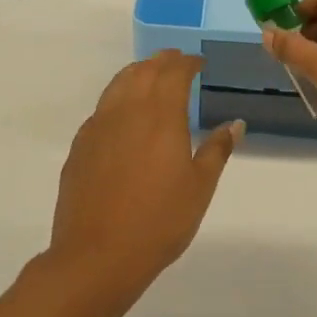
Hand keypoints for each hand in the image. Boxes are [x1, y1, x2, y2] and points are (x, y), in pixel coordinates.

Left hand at [45, 50, 243, 299]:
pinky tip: (123, 115)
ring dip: (137, 73)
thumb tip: (235, 124)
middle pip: (144, 71)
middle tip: (177, 62)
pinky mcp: (80, 145)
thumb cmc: (159, 221)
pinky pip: (101, 108)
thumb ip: (217, 150)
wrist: (97, 255)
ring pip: (118, 84)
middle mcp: (127, 110)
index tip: (198, 62)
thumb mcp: (199, 187)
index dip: (188, 62)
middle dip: (162, 61)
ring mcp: (98, 126)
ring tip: (150, 76)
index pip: (174, 72)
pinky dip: (117, 98)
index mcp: (161, 115)